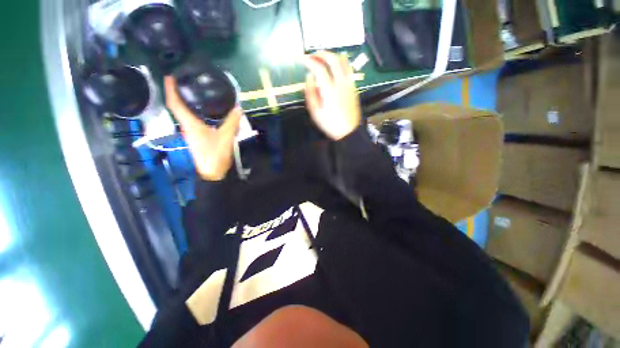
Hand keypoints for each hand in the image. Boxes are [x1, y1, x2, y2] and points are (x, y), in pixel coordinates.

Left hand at [164, 76, 241, 180]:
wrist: (212, 172)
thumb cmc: (215, 155)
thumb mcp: (226, 138)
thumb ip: (232, 123)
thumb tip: (238, 108)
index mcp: (190, 125)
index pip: (175, 104)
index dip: (170, 90)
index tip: (169, 77)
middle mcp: (187, 127)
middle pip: (177, 108)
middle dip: (176, 93)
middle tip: (183, 82)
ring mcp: (191, 133)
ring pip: (184, 114)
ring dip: (184, 102)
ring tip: (191, 92)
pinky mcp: (197, 137)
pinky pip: (191, 120)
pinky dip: (193, 112)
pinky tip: (202, 111)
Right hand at [303, 51, 361, 140]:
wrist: (348, 131)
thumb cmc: (330, 124)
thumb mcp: (315, 112)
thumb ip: (310, 93)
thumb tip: (309, 77)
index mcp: (329, 90)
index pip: (319, 68)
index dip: (309, 60)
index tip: (302, 59)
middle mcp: (341, 83)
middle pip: (333, 59)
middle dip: (321, 54)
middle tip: (313, 55)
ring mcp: (349, 84)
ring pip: (343, 61)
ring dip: (332, 56)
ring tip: (324, 59)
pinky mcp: (354, 87)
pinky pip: (348, 69)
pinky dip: (340, 63)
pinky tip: (335, 67)